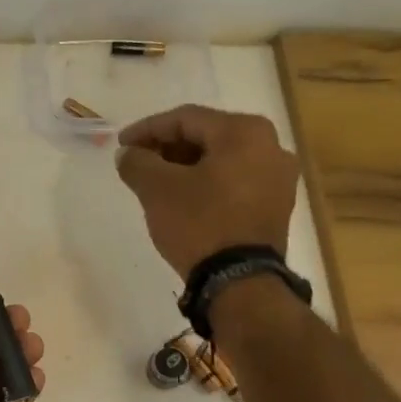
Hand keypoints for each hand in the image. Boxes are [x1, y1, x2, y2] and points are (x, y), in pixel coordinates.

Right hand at [115, 105, 301, 276]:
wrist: (240, 282)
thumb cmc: (199, 224)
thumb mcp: (157, 189)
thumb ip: (137, 162)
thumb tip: (127, 153)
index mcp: (245, 131)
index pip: (186, 119)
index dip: (147, 129)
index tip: (121, 145)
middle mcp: (271, 146)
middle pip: (207, 137)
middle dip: (168, 148)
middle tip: (138, 162)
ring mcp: (279, 179)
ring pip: (222, 161)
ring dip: (186, 167)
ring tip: (157, 182)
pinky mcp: (277, 207)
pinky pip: (235, 183)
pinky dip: (207, 184)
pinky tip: (184, 199)